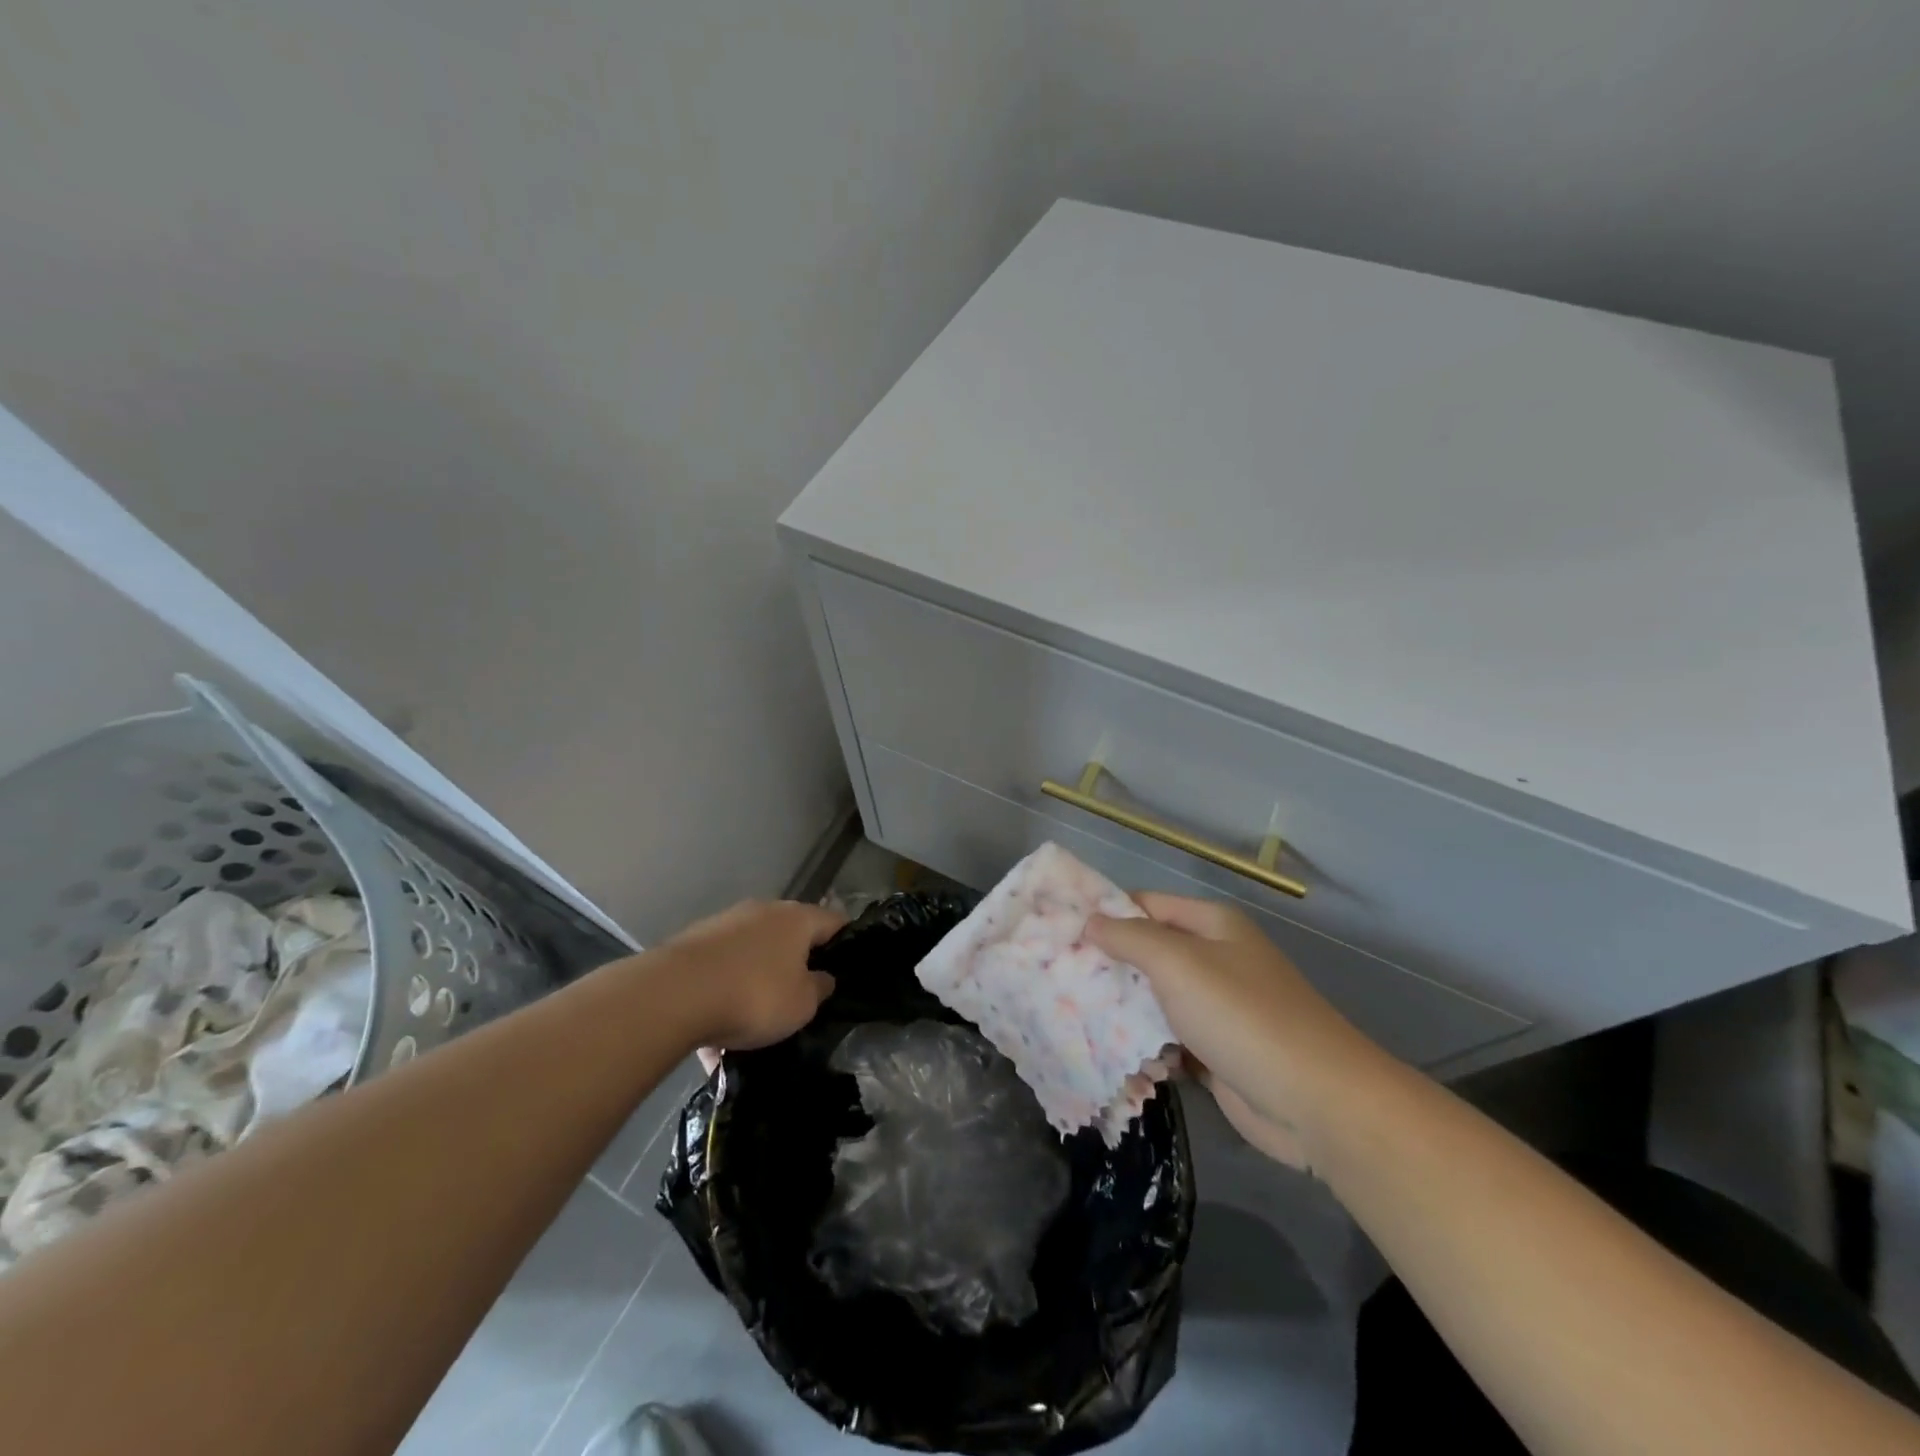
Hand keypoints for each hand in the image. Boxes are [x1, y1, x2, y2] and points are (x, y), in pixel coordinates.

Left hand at [656, 900, 843, 1053]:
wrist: (672, 996)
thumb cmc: (753, 996)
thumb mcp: (802, 1004)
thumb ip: (819, 987)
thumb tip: (822, 977)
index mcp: (797, 919)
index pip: (835, 922)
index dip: (845, 944)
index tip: (846, 970)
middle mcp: (763, 911)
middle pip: (790, 936)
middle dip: (795, 965)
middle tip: (800, 999)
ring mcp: (725, 923)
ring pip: (751, 955)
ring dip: (754, 982)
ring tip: (750, 1026)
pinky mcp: (692, 943)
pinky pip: (719, 971)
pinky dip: (722, 996)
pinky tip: (713, 1036)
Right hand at [1088, 894, 1385, 1170]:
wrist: (1315, 1102)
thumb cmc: (1242, 1016)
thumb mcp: (1178, 964)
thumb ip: (1130, 938)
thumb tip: (1090, 921)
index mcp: (1211, 925)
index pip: (1145, 905)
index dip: (1105, 913)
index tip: (1059, 930)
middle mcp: (1214, 959)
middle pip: (1148, 953)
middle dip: (1108, 966)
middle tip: (1057, 979)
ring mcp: (1216, 1007)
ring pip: (1155, 1000)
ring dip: (1122, 1011)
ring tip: (1073, 1019)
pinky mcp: (1215, 1051)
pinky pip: (1169, 1040)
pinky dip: (1146, 1048)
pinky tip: (1115, 1058)